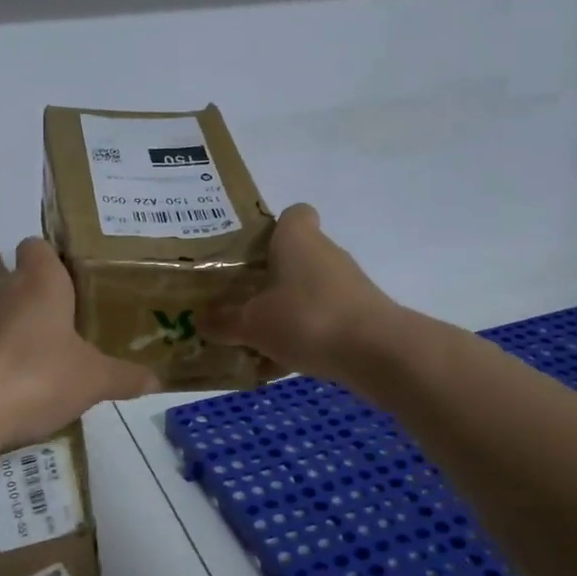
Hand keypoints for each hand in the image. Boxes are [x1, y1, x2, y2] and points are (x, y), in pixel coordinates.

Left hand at [0, 238, 157, 444]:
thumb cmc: (40, 373)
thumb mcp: (95, 378)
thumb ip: (125, 376)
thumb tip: (156, 380)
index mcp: (41, 280)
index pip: (38, 245)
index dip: (56, 255)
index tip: (81, 276)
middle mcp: (8, 291)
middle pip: (29, 282)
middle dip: (54, 299)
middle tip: (86, 319)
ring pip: (13, 315)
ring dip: (34, 330)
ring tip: (66, 353)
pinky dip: (15, 358)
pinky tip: (37, 384)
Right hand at [204, 204, 398, 388]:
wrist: (376, 352)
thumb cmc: (306, 319)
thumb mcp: (252, 323)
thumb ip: (224, 321)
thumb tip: (200, 320)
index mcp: (298, 240)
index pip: (294, 214)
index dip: (275, 228)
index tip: (253, 251)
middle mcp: (326, 253)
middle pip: (298, 255)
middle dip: (272, 276)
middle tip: (242, 298)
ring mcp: (348, 284)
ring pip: (310, 289)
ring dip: (288, 308)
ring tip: (258, 336)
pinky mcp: (362, 314)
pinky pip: (325, 318)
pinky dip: (307, 333)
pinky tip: (283, 361)